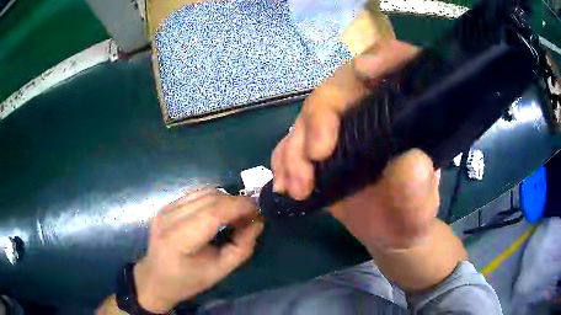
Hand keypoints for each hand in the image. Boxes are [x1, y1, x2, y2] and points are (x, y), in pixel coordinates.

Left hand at [133, 189, 263, 312]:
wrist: (156, 278)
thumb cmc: (188, 281)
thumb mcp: (220, 271)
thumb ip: (242, 247)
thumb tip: (257, 223)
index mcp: (179, 239)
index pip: (213, 213)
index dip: (239, 207)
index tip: (257, 211)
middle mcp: (169, 217)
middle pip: (210, 198)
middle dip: (236, 202)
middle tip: (250, 216)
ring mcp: (166, 208)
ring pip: (204, 191)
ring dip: (225, 200)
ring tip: (235, 215)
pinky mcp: (166, 205)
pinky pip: (196, 194)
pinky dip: (213, 200)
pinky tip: (218, 213)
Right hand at [271, 40, 438, 249]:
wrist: (388, 233)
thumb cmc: (410, 217)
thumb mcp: (420, 210)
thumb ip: (418, 190)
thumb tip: (411, 161)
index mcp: (406, 112)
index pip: (400, 63)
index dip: (385, 57)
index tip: (365, 72)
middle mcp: (374, 108)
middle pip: (340, 86)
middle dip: (321, 117)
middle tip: (315, 156)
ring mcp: (344, 126)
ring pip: (310, 114)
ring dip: (296, 148)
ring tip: (298, 187)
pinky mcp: (322, 147)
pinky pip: (295, 140)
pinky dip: (284, 160)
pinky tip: (285, 185)